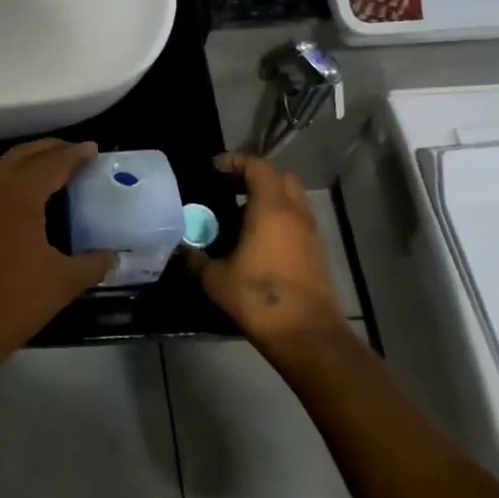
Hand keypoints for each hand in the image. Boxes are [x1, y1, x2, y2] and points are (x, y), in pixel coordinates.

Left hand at [0, 139, 114, 367]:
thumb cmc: (13, 300)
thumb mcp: (62, 282)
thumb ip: (92, 264)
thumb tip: (114, 257)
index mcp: (18, 194)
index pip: (52, 163)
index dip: (75, 155)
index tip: (93, 148)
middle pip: (23, 155)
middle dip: (49, 149)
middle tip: (74, 151)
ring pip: (4, 168)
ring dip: (28, 163)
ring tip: (54, 170)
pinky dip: (13, 180)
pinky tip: (28, 198)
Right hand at [191, 152, 346, 350]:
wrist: (307, 336)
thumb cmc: (258, 299)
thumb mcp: (215, 278)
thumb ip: (195, 258)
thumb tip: (181, 249)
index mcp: (271, 209)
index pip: (257, 167)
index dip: (235, 161)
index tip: (214, 168)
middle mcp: (295, 214)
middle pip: (280, 177)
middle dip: (255, 176)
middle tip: (229, 187)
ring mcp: (310, 234)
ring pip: (292, 199)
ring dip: (268, 198)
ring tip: (239, 214)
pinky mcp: (317, 253)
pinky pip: (296, 221)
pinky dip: (278, 218)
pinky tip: (256, 239)